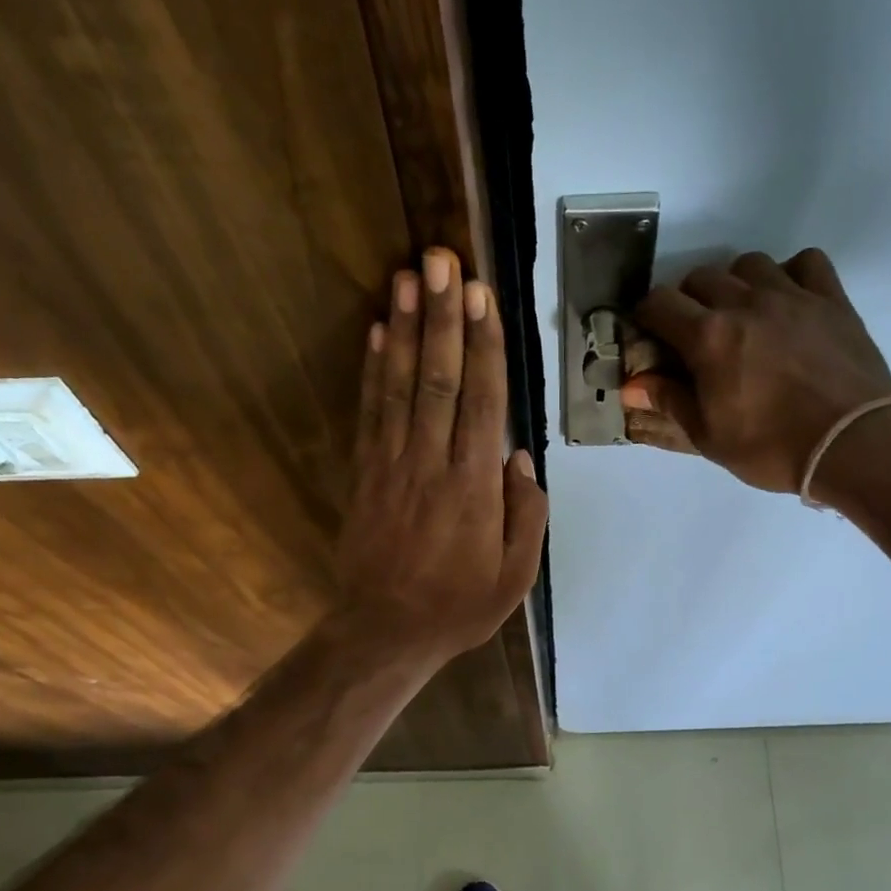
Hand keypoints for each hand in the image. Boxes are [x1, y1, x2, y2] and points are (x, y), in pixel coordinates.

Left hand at [334, 248, 547, 666]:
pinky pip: (369, 413)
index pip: (481, 402)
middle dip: (442, 317)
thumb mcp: (515, 576)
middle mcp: (431, 464)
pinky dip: (371, 369)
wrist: (386, 631)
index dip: (482, 346)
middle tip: (442, 260)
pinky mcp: (364, 474)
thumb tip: (519, 457)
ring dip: (403, 328)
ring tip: (407, 276)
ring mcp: (392, 466)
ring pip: (399, 386)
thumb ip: (525, 515)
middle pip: (438, 379)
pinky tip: (373, 332)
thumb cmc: (459, 606)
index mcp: (474, 488)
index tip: (482, 296)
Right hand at [622, 248, 890, 493]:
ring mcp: (792, 295)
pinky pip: (805, 262)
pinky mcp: (831, 299)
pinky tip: (788, 301)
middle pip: (701, 277)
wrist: (851, 444)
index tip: (648, 334)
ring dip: (735, 283)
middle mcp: (745, 303)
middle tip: (694, 333)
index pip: (659, 303)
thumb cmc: (770, 447)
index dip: (646, 316)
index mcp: (709, 337)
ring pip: (749, 264)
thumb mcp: (709, 436)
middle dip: (688, 300)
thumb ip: (669, 401)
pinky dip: (790, 274)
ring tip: (741, 314)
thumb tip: (632, 385)